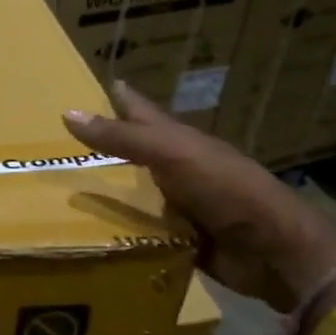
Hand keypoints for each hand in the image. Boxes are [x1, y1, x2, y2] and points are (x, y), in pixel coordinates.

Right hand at [64, 82, 335, 316]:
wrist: (271, 250)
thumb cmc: (224, 189)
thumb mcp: (170, 155)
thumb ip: (122, 138)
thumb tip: (68, 113)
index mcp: (179, 142)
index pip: (142, 113)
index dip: (120, 98)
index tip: (93, 84)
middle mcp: (178, 169)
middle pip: (135, 154)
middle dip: (105, 148)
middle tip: (65, 146)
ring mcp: (181, 206)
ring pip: (136, 194)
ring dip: (108, 194)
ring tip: (67, 193)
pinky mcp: (180, 240)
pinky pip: (142, 231)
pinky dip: (121, 231)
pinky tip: (93, 235)